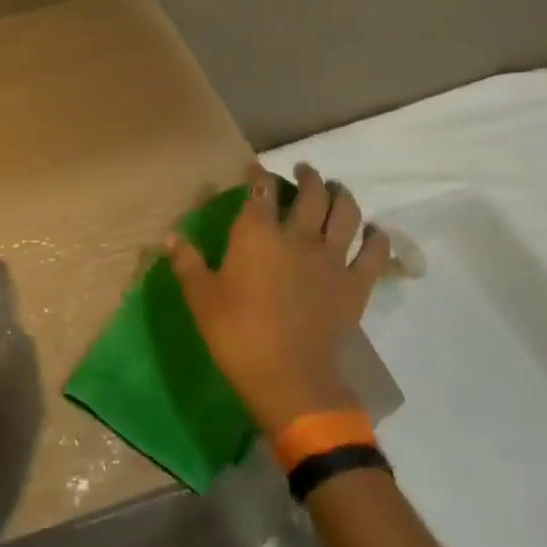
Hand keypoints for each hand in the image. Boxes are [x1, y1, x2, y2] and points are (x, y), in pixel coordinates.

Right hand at [167, 161, 390, 434]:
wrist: (289, 377)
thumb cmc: (237, 334)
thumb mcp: (201, 298)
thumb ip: (187, 263)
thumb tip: (170, 237)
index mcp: (258, 234)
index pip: (260, 192)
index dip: (258, 176)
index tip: (256, 169)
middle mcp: (299, 236)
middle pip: (311, 194)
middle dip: (308, 176)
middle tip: (305, 170)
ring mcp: (332, 259)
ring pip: (346, 214)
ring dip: (342, 196)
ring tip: (337, 189)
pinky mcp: (356, 285)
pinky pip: (374, 254)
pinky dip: (377, 238)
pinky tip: (375, 231)